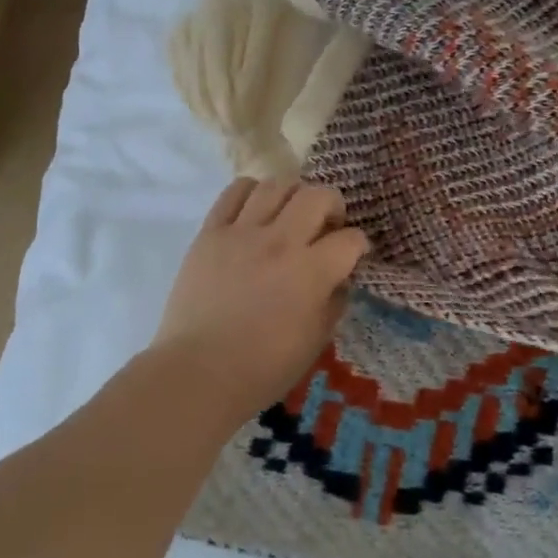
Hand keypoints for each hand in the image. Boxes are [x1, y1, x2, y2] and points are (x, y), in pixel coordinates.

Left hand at [151, 178, 368, 413]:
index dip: (358, 245)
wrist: (199, 372)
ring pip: (276, 185)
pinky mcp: (210, 233)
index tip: (353, 254)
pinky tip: (256, 210)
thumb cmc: (262, 368)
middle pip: (317, 195)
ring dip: (293, 194)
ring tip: (290, 213)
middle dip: (332, 205)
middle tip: (326, 225)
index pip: (350, 239)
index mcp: (311, 271)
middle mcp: (280, 241)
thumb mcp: (315, 341)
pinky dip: (252, 192)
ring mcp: (242, 233)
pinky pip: (234, 192)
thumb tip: (339, 279)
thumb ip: (333, 303)